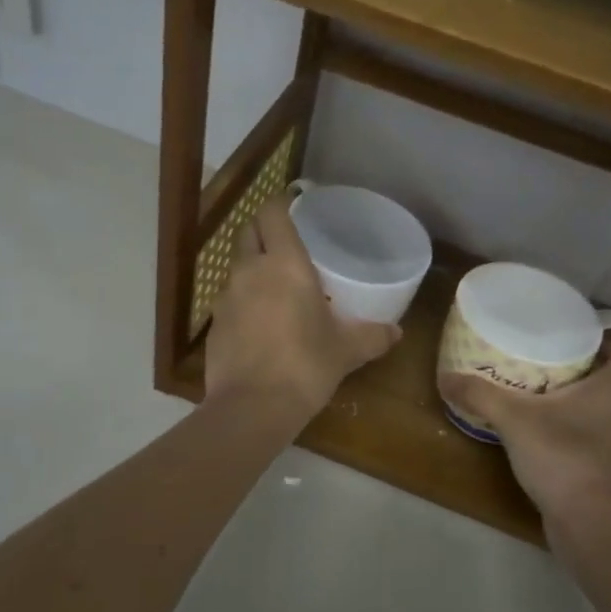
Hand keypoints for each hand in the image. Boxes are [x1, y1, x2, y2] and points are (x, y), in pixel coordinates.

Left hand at [203, 195, 400, 419]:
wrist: (252, 407)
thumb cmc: (305, 365)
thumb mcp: (346, 350)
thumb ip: (372, 336)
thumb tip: (397, 333)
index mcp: (284, 264)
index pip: (271, 212)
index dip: (280, 204)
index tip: (295, 207)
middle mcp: (249, 271)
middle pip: (248, 232)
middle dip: (263, 231)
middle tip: (287, 244)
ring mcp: (226, 297)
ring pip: (237, 267)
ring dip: (253, 268)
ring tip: (276, 287)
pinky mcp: (214, 324)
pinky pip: (230, 300)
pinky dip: (244, 301)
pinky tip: (260, 324)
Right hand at [438, 341, 610, 523]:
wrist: (588, 523)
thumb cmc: (563, 456)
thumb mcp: (514, 419)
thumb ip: (480, 395)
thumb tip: (445, 377)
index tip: (584, 333)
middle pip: (609, 380)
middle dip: (582, 366)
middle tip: (546, 354)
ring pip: (596, 410)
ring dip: (572, 398)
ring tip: (535, 388)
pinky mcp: (599, 470)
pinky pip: (584, 436)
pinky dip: (565, 428)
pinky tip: (535, 430)